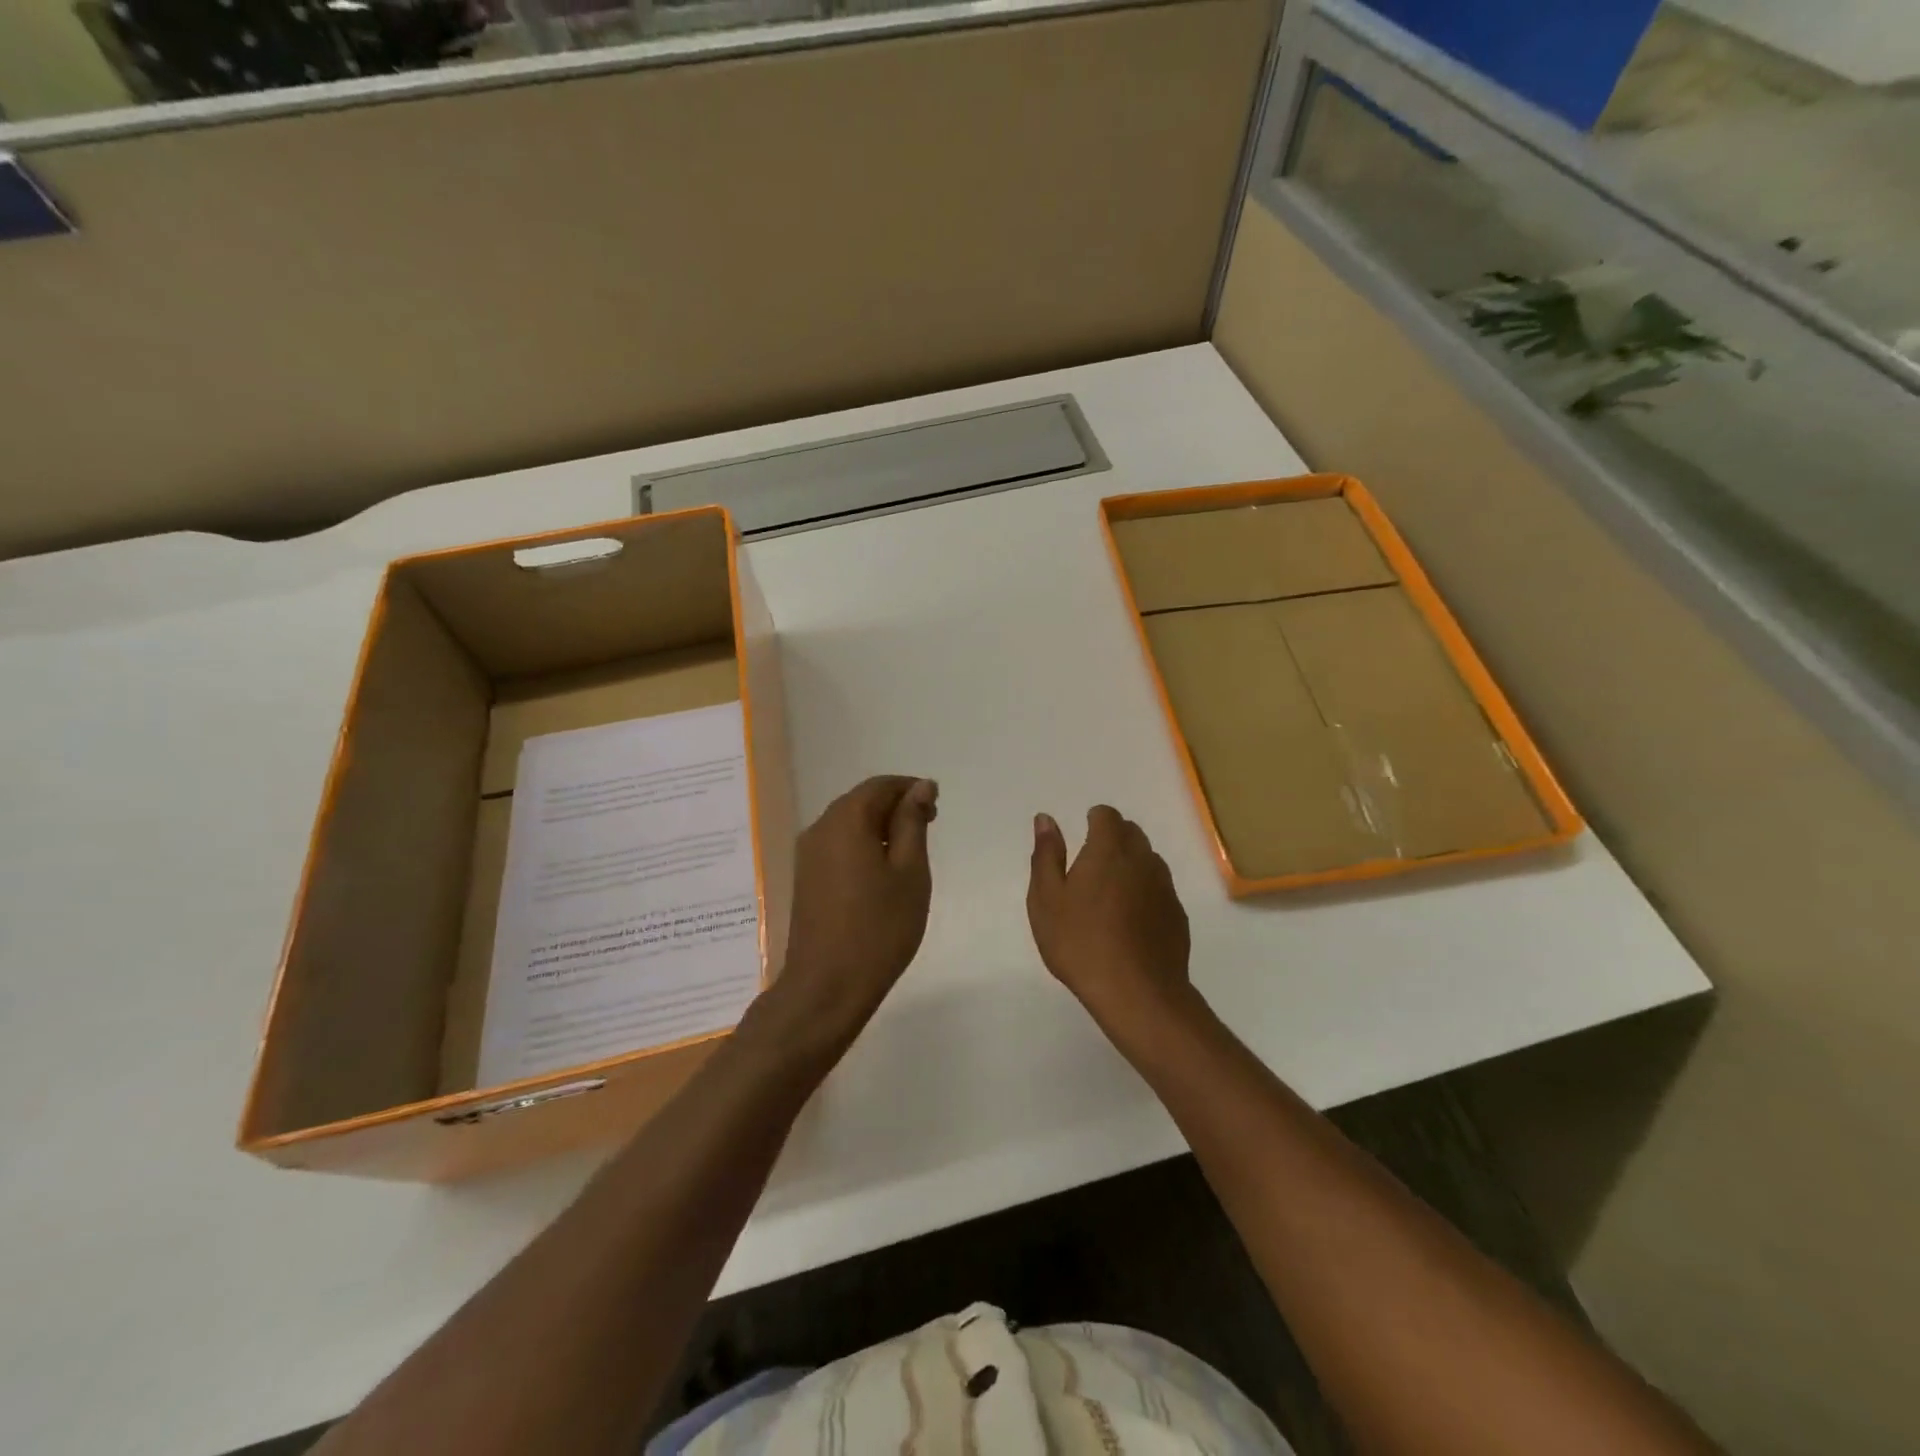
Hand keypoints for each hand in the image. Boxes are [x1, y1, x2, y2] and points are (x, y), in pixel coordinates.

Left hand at [773, 775, 938, 1042]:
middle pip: (861, 801)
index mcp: (846, 820)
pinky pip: (837, 845)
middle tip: (929, 828)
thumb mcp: (909, 872)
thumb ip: (912, 823)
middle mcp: (820, 828)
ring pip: (848, 823)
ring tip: (910, 853)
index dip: (911, 789)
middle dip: (896, 807)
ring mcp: (808, 855)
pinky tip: (882, 872)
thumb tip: (919, 787)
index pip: (880, 786)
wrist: (827, 985)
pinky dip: (862, 845)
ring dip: (880, 827)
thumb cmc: (879, 928)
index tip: (937, 809)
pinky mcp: (805, 878)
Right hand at [1027, 805, 1193, 1032]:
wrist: (1137, 993)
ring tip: (1109, 893)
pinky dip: (1145, 892)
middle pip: (1131, 832)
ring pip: (1148, 860)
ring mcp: (1164, 887)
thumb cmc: (1080, 942)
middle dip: (1113, 837)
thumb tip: (1046, 819)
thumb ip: (1047, 854)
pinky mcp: (1177, 914)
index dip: (1094, 820)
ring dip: (1131, 864)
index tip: (1081, 837)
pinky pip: (1160, 889)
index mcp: (1108, 850)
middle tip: (1090, 865)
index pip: (1107, 815)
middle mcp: (1142, 860)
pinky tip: (1130, 920)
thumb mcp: (1046, 899)